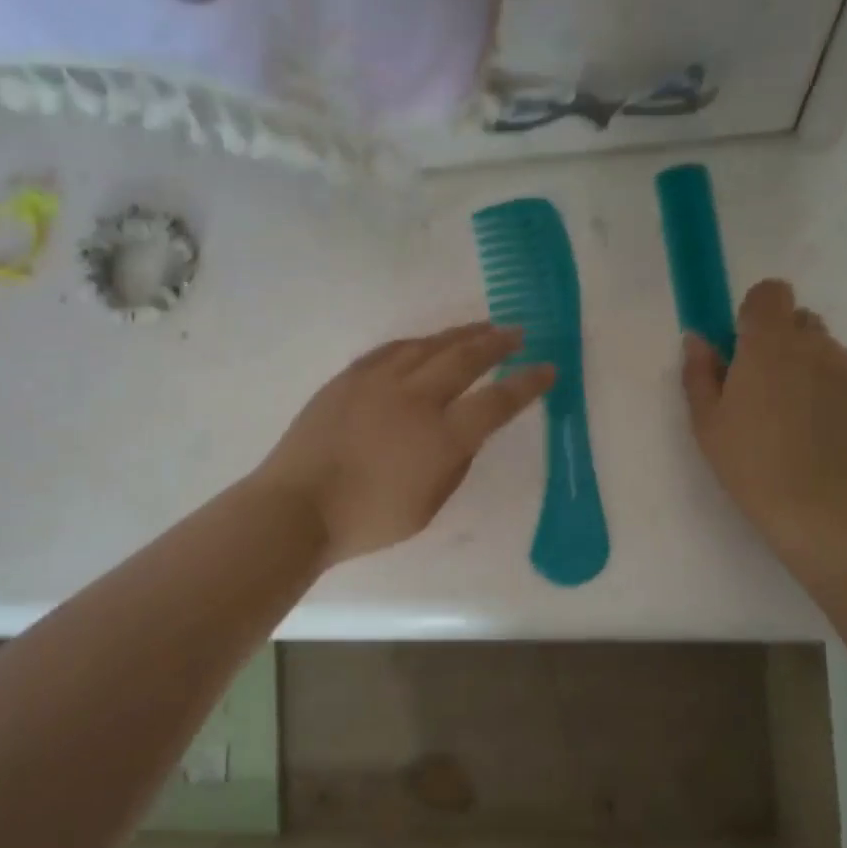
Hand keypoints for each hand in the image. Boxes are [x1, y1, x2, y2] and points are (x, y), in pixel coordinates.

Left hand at [255, 323, 555, 566]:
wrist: (298, 506)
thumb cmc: (367, 519)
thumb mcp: (428, 505)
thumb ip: (454, 464)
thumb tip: (466, 433)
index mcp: (442, 437)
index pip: (497, 401)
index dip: (527, 383)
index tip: (548, 368)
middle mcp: (416, 398)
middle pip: (466, 358)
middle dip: (497, 342)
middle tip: (518, 332)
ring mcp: (379, 382)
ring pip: (429, 345)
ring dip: (460, 334)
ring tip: (481, 328)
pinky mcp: (350, 377)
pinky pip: (393, 349)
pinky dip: (419, 343)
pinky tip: (426, 343)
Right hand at [682, 279, 846, 552]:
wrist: (819, 505)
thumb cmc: (749, 461)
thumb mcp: (707, 422)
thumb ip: (699, 373)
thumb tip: (697, 339)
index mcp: (768, 344)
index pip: (771, 292)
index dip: (756, 310)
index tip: (742, 343)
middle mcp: (814, 345)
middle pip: (799, 320)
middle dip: (781, 341)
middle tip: (764, 387)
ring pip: (825, 351)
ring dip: (807, 368)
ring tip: (793, 418)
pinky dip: (832, 395)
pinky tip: (819, 435)